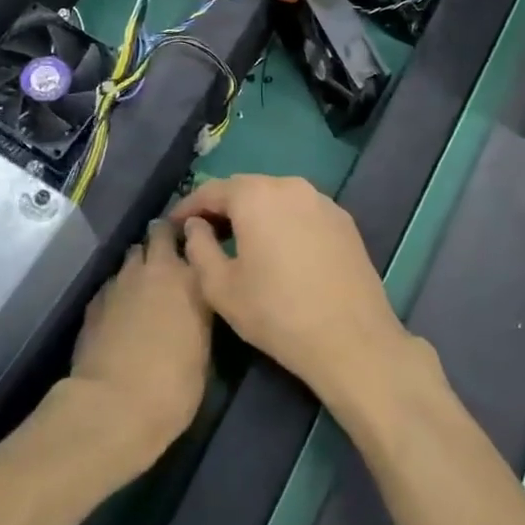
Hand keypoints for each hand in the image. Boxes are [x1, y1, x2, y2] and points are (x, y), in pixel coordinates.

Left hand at [64, 218, 212, 476]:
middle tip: (172, 256)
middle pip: (157, 234)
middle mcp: (153, 269)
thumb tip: (192, 306)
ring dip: (140, 264)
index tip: (199, 245)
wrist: (113, 406)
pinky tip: (121, 309)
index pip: (194, 238)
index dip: (195, 239)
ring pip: (131, 256)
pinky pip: (112, 283)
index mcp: (189, 277)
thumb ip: (198, 314)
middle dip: (163, 239)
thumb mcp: (203, 348)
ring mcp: (119, 282)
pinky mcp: (94, 302)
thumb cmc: (173, 384)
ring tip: (146, 283)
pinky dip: (119, 289)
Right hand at [172, 174, 407, 404]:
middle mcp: (291, 186)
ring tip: (240, 240)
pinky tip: (279, 248)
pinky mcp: (344, 221)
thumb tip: (196, 226)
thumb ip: (199, 248)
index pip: (212, 190)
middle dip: (222, 207)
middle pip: (247, 188)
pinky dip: (283, 222)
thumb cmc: (276, 312)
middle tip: (203, 232)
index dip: (188, 207)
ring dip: (255, 213)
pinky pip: (302, 212)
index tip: (172, 225)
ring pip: (277, 198)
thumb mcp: (220, 287)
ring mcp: (323, 201)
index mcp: (256, 195)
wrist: (351, 338)